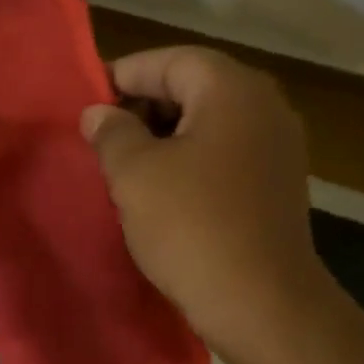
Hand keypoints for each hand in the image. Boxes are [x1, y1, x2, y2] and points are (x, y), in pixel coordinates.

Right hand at [81, 47, 321, 351]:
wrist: (260, 303)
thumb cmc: (191, 226)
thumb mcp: (135, 173)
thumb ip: (111, 132)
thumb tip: (99, 114)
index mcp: (232, 89)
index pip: (169, 60)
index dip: (122, 76)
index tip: (86, 103)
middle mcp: (264, 106)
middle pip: (192, 86)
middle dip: (143, 107)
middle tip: (102, 138)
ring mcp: (277, 147)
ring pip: (208, 123)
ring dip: (163, 137)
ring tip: (124, 167)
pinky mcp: (277, 184)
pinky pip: (224, 154)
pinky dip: (189, 161)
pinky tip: (161, 192)